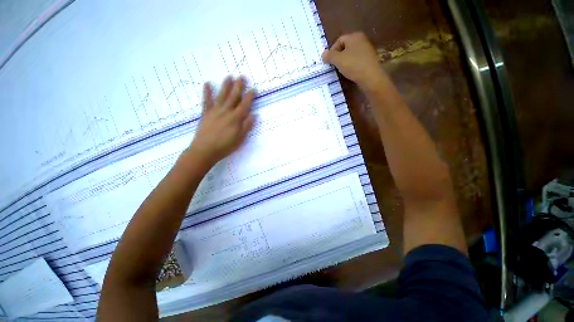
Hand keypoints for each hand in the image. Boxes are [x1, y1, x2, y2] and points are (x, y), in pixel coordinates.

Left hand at [188, 76, 254, 165]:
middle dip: (239, 86)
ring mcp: (215, 111)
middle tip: (242, 76)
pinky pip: (206, 101)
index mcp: (235, 118)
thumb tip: (254, 115)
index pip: (244, 104)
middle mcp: (226, 111)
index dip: (250, 96)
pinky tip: (207, 84)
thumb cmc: (225, 146)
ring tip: (229, 76)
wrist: (205, 150)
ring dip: (226, 86)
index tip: (254, 88)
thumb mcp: (240, 138)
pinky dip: (207, 92)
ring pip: (222, 96)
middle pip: (233, 97)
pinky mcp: (206, 113)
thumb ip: (246, 126)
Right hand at [322, 32, 386, 91]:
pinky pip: (356, 60)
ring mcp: (366, 49)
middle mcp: (361, 40)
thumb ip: (329, 56)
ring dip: (344, 62)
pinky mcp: (369, 59)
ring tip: (341, 70)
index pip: (339, 40)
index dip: (332, 51)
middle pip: (345, 47)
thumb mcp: (338, 60)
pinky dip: (351, 65)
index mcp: (354, 36)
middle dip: (338, 56)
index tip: (329, 61)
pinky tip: (350, 72)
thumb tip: (323, 54)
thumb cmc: (353, 65)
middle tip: (334, 66)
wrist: (370, 77)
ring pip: (351, 54)